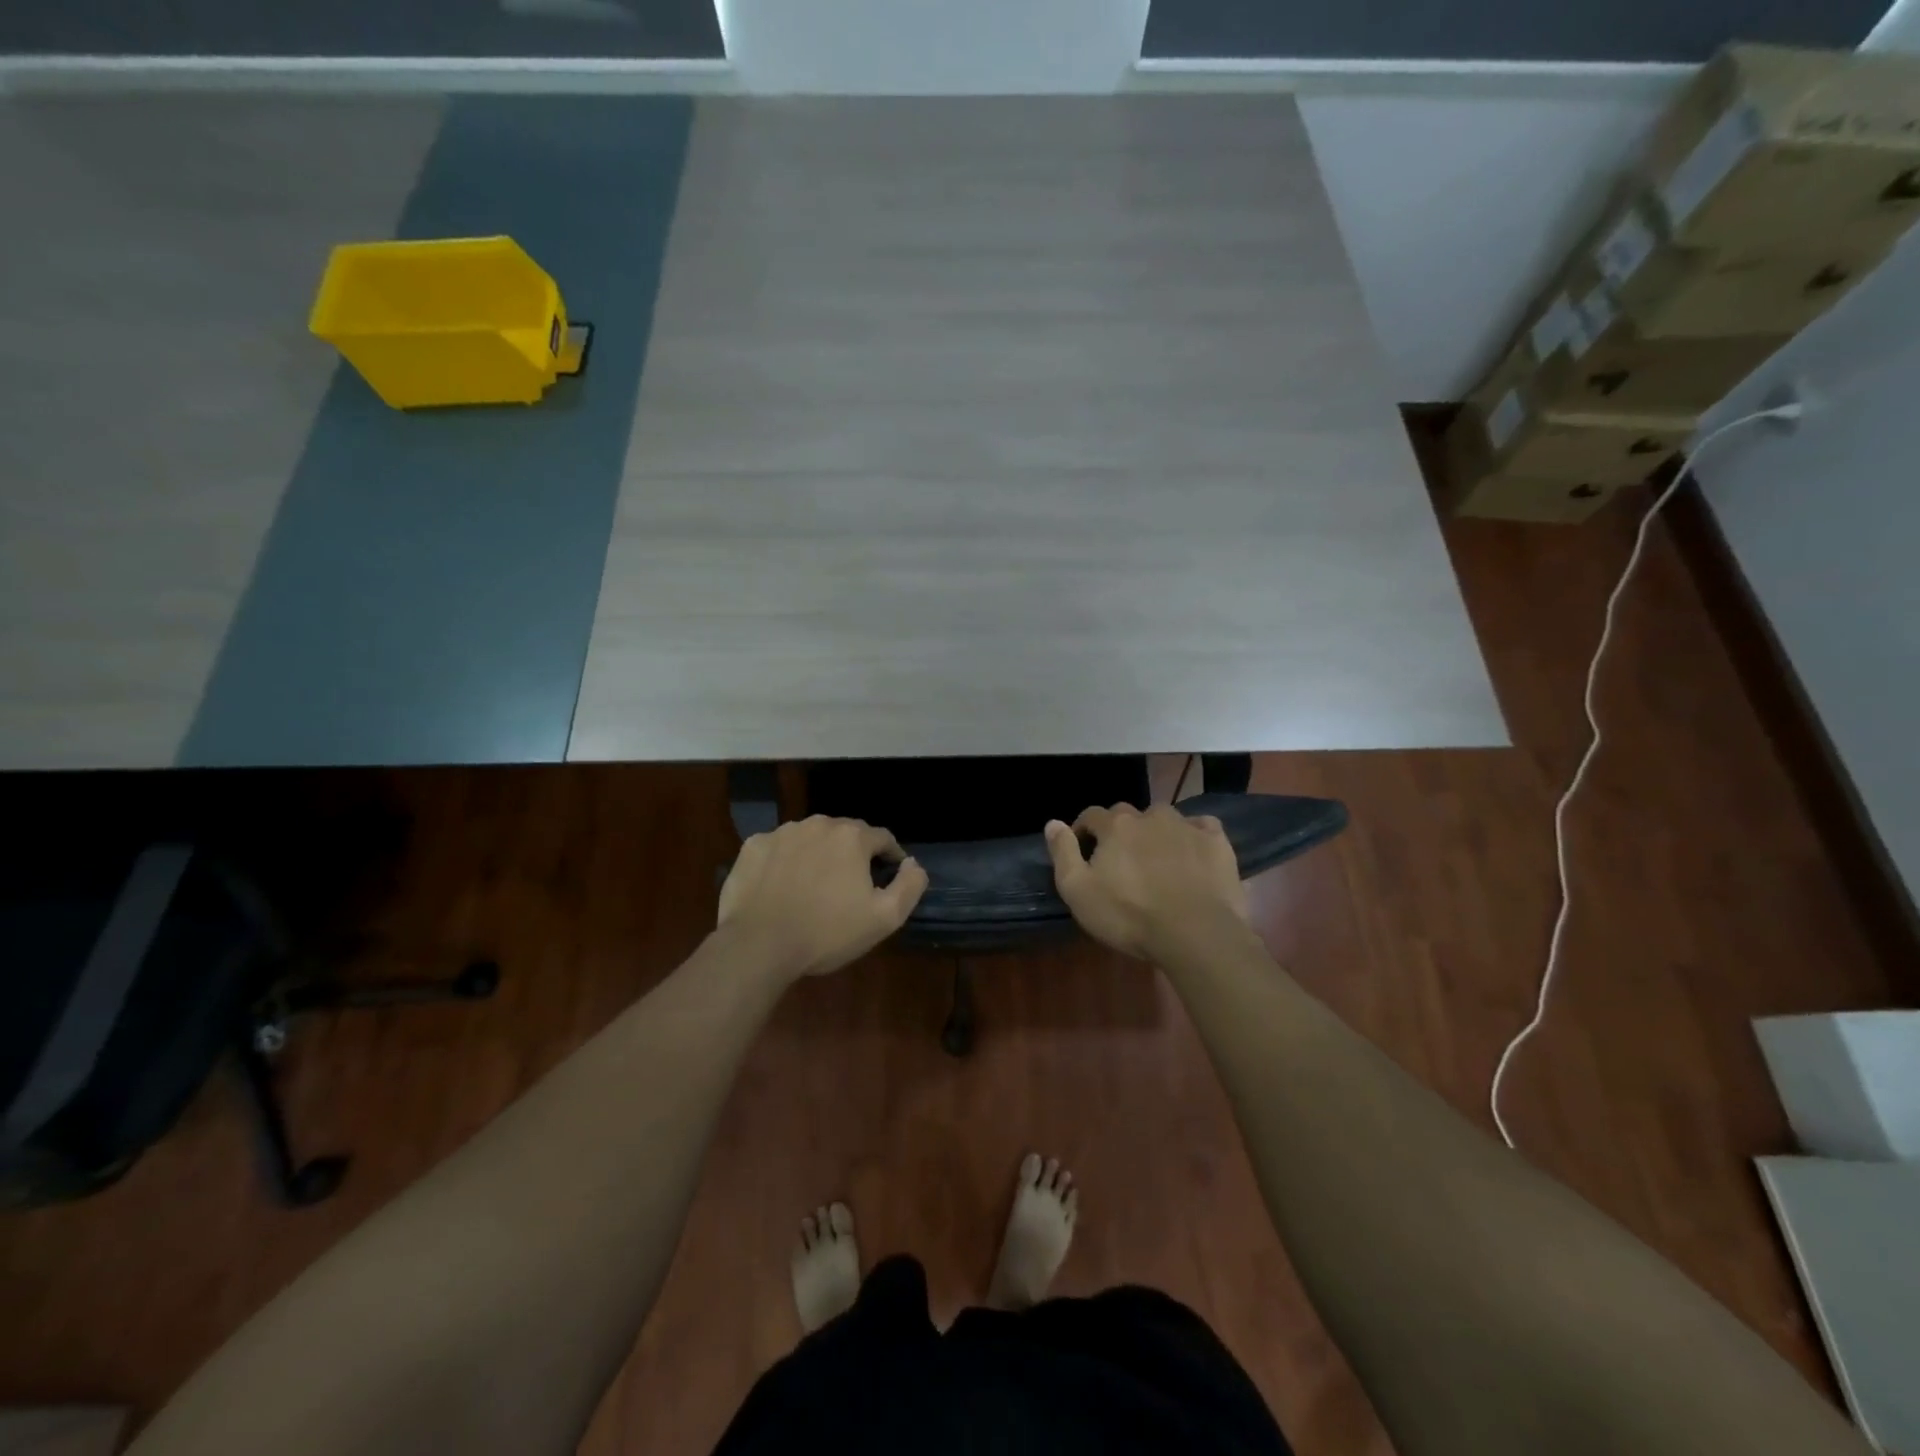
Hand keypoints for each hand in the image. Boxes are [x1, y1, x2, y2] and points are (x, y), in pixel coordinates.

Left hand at [717, 816, 928, 980]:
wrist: (759, 945)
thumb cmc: (827, 932)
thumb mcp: (884, 918)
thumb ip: (909, 886)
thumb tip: (912, 864)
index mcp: (852, 837)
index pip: (882, 838)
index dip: (890, 857)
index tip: (889, 876)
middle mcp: (818, 824)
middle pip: (845, 834)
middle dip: (853, 854)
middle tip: (851, 885)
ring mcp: (782, 833)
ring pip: (811, 838)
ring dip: (819, 855)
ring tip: (815, 886)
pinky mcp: (753, 846)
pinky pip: (779, 849)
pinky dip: (786, 862)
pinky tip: (783, 887)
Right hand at [1044, 804, 1249, 964]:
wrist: (1195, 933)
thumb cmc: (1129, 915)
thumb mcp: (1078, 891)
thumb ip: (1063, 853)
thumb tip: (1052, 823)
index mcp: (1115, 826)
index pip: (1091, 815)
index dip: (1083, 830)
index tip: (1083, 850)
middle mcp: (1150, 816)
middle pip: (1128, 814)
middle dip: (1120, 831)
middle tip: (1120, 860)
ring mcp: (1186, 826)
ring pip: (1164, 818)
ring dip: (1156, 831)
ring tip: (1156, 858)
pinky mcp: (1216, 842)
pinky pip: (1201, 826)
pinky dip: (1193, 835)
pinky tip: (1192, 853)